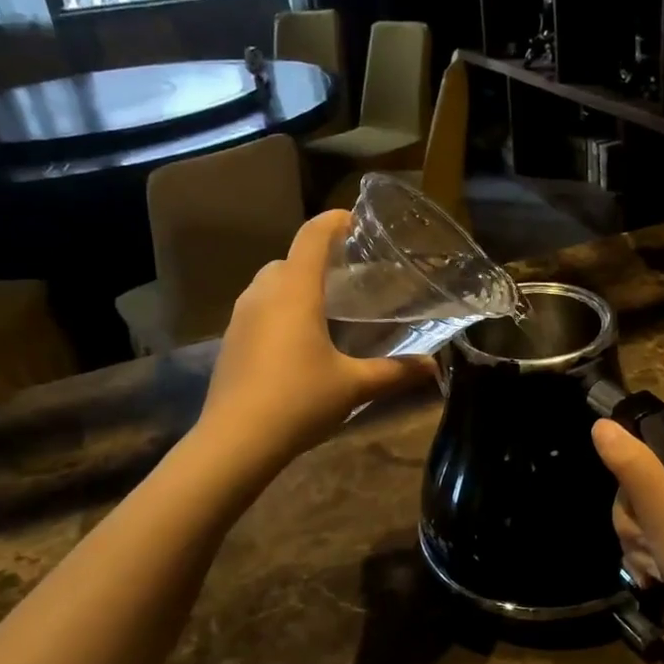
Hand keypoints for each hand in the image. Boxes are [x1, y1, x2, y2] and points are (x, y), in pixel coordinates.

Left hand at [201, 210, 432, 463]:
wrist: (234, 442)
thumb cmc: (299, 400)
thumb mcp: (354, 386)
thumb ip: (396, 372)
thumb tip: (433, 366)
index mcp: (295, 291)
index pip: (312, 236)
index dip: (335, 221)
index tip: (357, 221)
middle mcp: (263, 294)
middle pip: (289, 259)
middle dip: (317, 259)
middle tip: (349, 278)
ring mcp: (240, 317)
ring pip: (269, 284)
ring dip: (295, 285)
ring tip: (326, 308)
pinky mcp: (230, 341)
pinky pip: (258, 309)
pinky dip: (279, 310)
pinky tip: (299, 341)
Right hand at [591, 421, 663, 643]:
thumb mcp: (661, 508)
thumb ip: (630, 464)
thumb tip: (600, 423)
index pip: (654, 438)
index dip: (633, 465)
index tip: (635, 499)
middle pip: (646, 477)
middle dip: (635, 514)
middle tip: (644, 539)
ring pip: (647, 508)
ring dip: (639, 537)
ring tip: (652, 563)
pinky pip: (660, 530)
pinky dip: (651, 551)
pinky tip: (653, 573)